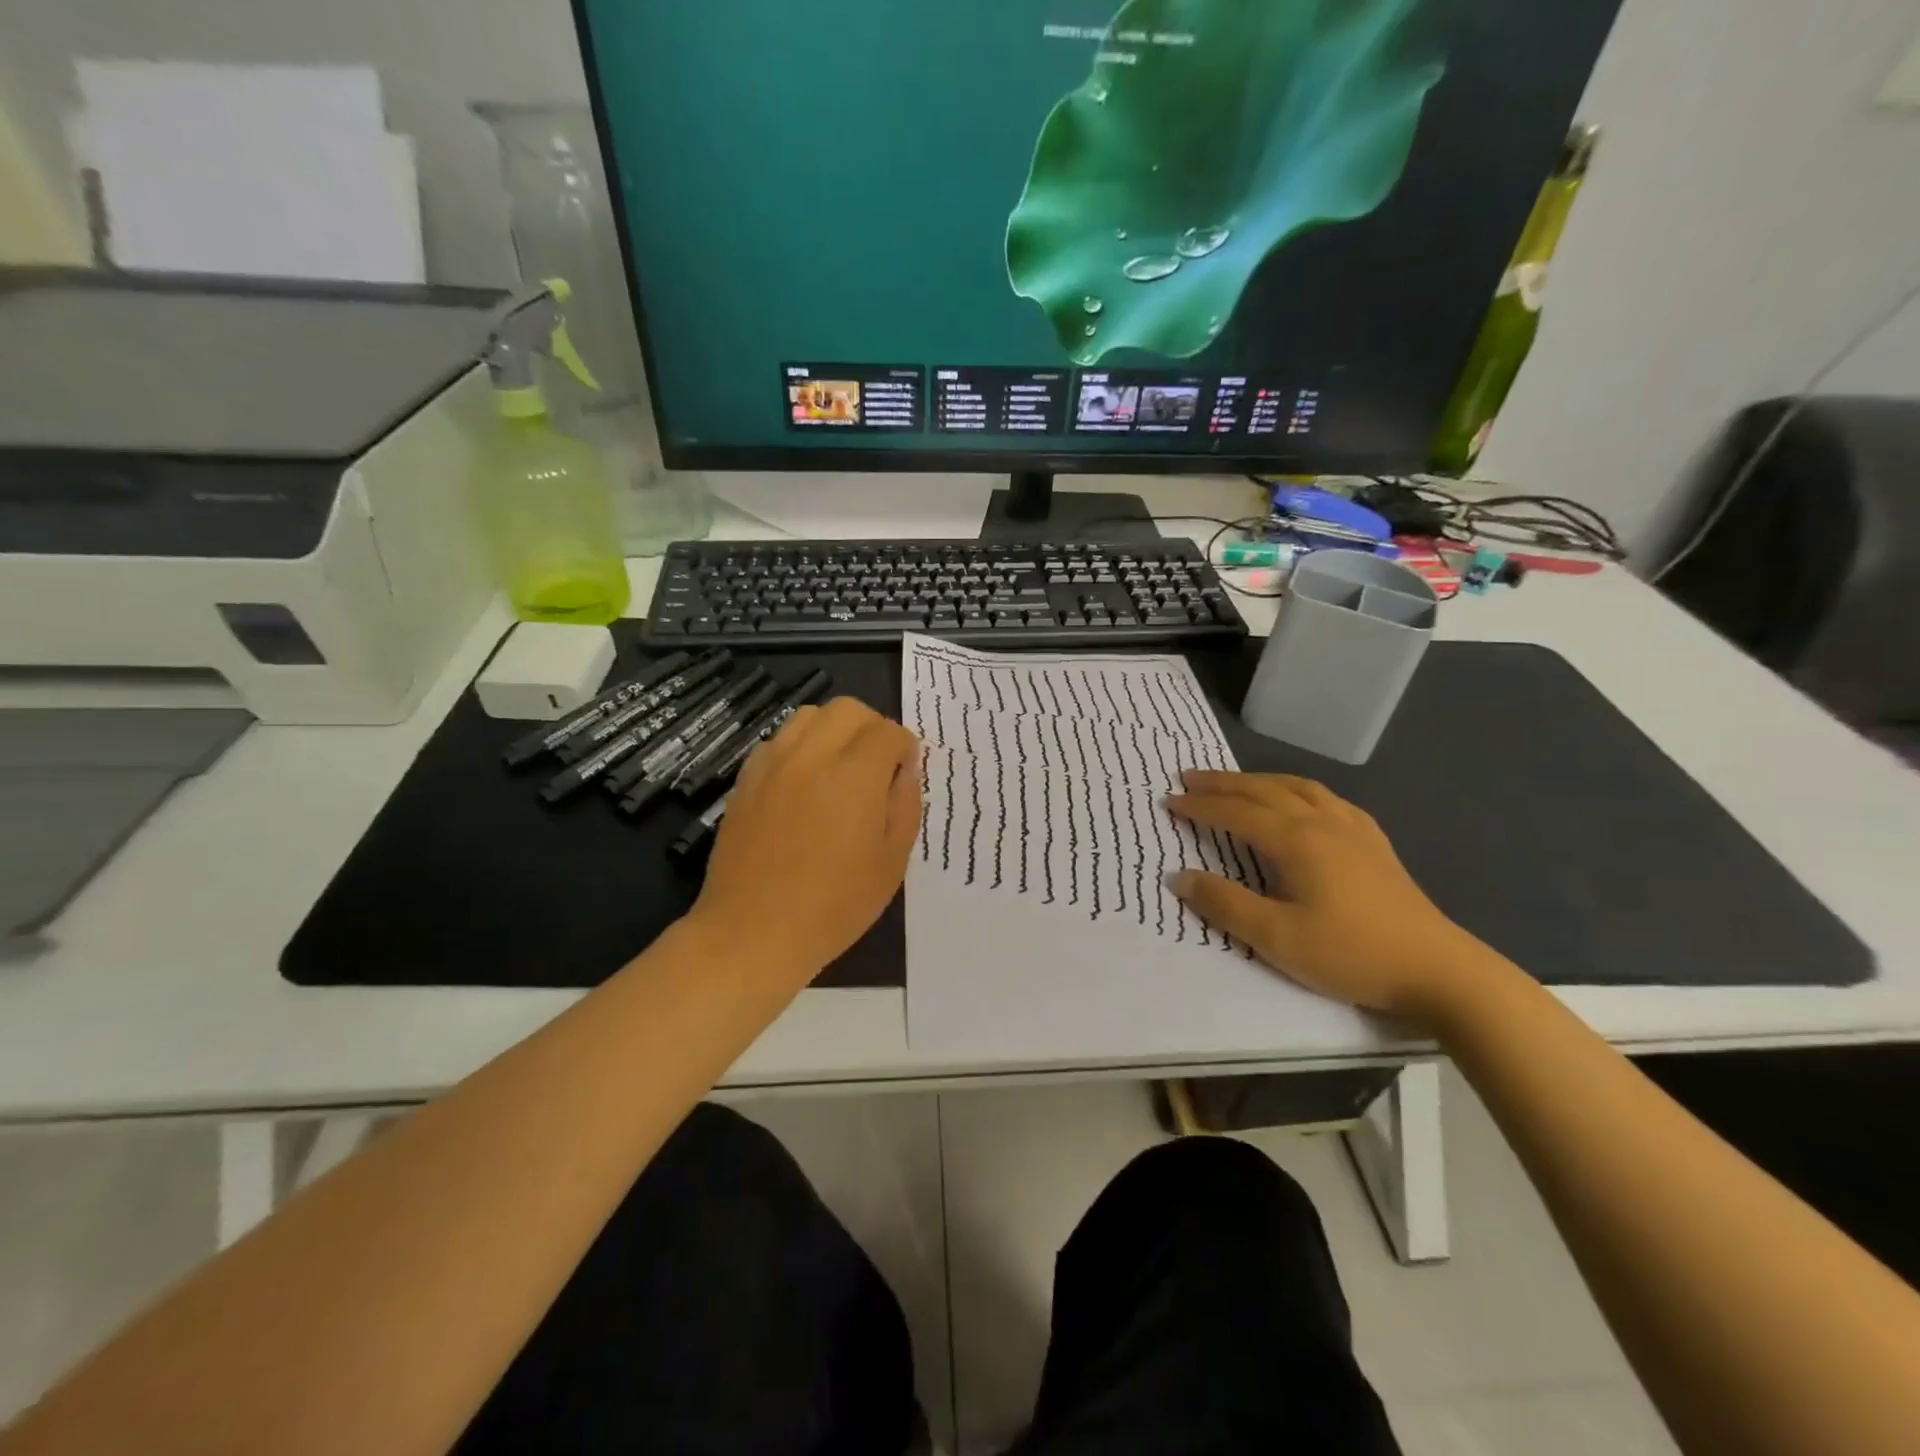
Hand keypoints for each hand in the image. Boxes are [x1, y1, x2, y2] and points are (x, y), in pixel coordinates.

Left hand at [690, 698, 921, 980]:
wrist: (754, 931)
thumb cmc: (834, 906)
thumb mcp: (891, 862)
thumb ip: (904, 805)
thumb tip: (904, 771)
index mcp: (855, 775)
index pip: (887, 731)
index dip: (904, 748)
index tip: (904, 773)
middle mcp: (812, 756)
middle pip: (847, 709)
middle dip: (871, 728)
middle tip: (876, 766)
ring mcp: (773, 765)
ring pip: (808, 716)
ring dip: (833, 731)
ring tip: (839, 769)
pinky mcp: (746, 780)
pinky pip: (777, 741)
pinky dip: (799, 748)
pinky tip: (803, 784)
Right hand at [1167, 771, 1497, 1019]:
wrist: (1438, 969)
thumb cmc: (1351, 953)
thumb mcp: (1277, 939)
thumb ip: (1225, 904)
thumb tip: (1179, 876)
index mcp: (1297, 841)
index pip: (1237, 813)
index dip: (1200, 806)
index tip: (1169, 801)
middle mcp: (1323, 823)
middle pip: (1264, 791)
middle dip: (1223, 783)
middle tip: (1189, 777)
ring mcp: (1354, 830)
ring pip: (1299, 788)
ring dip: (1260, 780)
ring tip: (1237, 781)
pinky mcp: (1375, 844)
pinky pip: (1328, 800)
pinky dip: (1299, 791)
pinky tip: (1301, 801)